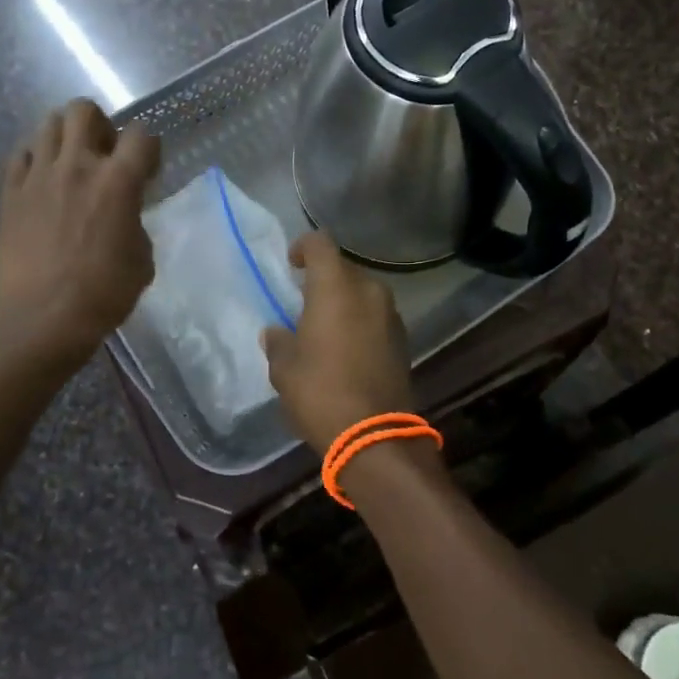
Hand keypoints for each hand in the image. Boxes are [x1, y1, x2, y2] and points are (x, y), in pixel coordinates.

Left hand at [0, 98, 159, 368]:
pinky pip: (21, 155)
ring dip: (66, 137)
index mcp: (118, 181)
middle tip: (104, 155)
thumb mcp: (142, 261)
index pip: (141, 135)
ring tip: (70, 165)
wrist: (42, 318)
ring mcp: (38, 176)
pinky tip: (42, 183)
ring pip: (49, 124)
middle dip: (100, 125)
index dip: (148, 148)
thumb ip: (135, 224)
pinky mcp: (10, 193)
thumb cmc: (103, 294)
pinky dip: (35, 160)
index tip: (147, 170)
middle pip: (84, 110)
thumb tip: (123, 217)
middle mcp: (77, 166)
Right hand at [261, 232, 413, 454]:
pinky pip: (376, 317)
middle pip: (344, 269)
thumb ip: (278, 342)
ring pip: (363, 293)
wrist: (374, 435)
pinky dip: (360, 322)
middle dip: (324, 280)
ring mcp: (391, 315)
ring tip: (325, 329)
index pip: (320, 243)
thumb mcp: (284, 369)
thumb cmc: (320, 392)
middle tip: (304, 304)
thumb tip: (275, 333)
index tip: (292, 265)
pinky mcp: (403, 339)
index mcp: (336, 287)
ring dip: (344, 302)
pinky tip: (346, 349)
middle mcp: (369, 291)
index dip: (303, 247)